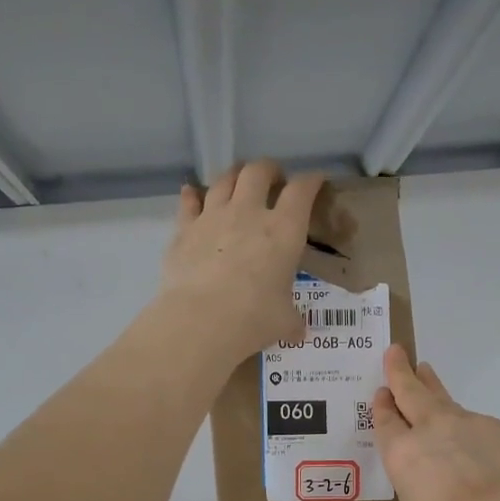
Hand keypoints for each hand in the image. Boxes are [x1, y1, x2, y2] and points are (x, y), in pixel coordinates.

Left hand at [160, 161, 325, 365]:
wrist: (201, 320)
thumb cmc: (254, 318)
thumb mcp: (284, 321)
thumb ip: (292, 319)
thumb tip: (299, 330)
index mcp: (284, 230)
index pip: (302, 191)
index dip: (311, 181)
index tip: (315, 181)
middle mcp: (249, 213)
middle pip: (259, 171)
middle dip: (269, 169)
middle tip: (273, 179)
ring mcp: (213, 217)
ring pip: (224, 179)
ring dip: (234, 175)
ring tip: (238, 181)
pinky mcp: (184, 229)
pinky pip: (188, 202)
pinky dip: (192, 195)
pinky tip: (191, 193)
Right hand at [372, 346, 499, 500]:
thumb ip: (420, 476)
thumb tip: (437, 466)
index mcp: (402, 452)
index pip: (386, 420)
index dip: (383, 404)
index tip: (382, 392)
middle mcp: (432, 428)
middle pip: (412, 392)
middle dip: (402, 371)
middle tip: (397, 352)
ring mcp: (471, 423)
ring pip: (449, 403)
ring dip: (436, 391)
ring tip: (428, 376)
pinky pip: (484, 427)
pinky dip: (477, 434)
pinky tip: (485, 454)